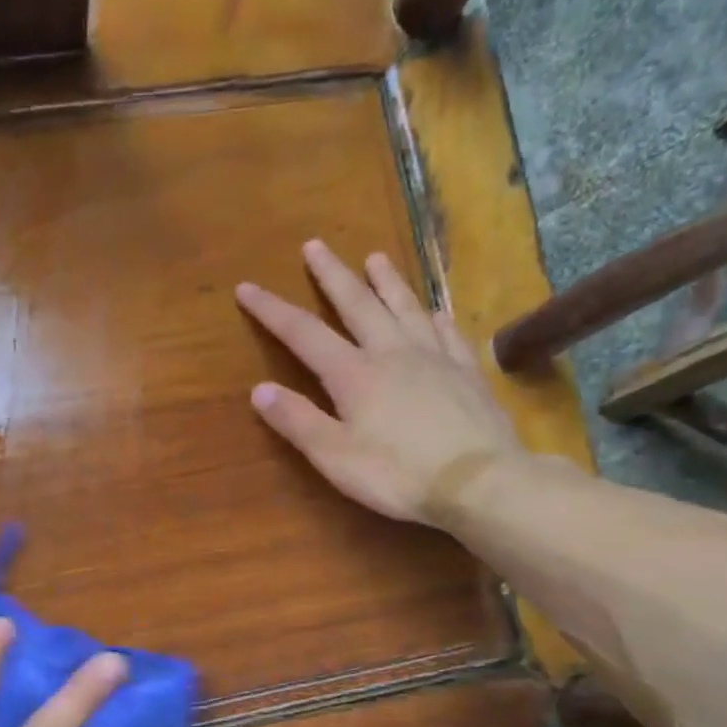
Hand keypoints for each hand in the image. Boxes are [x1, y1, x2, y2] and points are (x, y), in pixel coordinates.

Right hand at [238, 239, 523, 524]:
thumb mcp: (334, 456)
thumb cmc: (398, 474)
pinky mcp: (467, 371)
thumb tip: (259, 389)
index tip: (247, 287)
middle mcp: (392, 352)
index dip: (272, 310)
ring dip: (387, 281)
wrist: (479, 480)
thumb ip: (297, 421)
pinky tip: (434, 310)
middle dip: (332, 275)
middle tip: (315, 245)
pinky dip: (434, 316)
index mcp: (354, 374)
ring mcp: (435, 357)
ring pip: (405, 307)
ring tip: (375, 258)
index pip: (303, 333)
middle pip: (358, 304)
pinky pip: (447, 332)